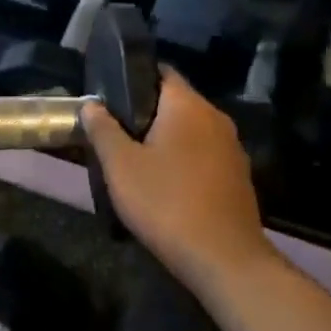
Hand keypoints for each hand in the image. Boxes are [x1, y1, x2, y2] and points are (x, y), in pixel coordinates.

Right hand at [80, 70, 270, 294]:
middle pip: (175, 102)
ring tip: (136, 162)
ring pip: (191, 131)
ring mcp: (232, 148)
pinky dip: (184, 161)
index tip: (109, 97)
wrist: (223, 258)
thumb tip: (92, 105)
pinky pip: (204, 156)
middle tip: (115, 134)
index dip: (133, 78)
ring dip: (166, 140)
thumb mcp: (121, 167)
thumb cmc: (166, 203)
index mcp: (188, 106)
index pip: (161, 72)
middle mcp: (216, 118)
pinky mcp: (238, 176)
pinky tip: (166, 186)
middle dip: (145, 114)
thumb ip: (103, 130)